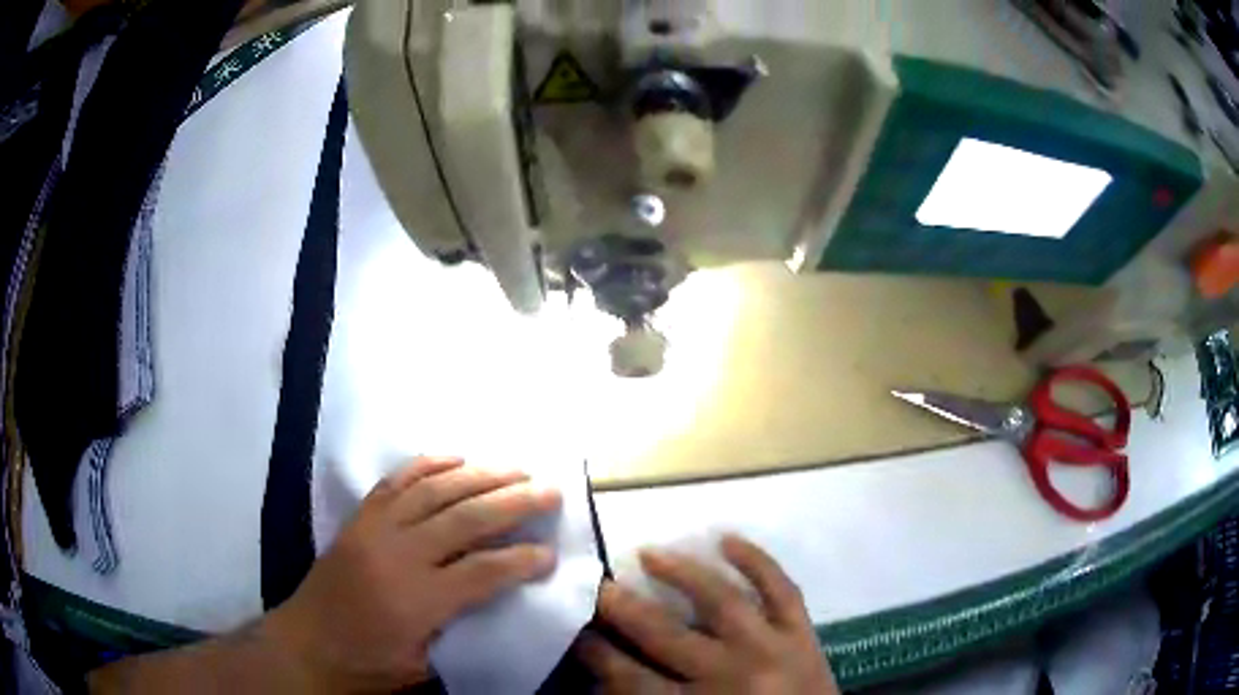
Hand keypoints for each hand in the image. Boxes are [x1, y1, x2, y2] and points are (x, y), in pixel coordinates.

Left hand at [264, 457, 561, 692]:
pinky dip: (427, 465)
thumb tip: (497, 600)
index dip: (522, 561)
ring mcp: (374, 530)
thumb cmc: (366, 667)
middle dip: (513, 502)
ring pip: (433, 491)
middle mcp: (397, 556)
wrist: (304, 646)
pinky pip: (395, 481)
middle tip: (550, 490)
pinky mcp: (358, 520)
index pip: (483, 572)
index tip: (551, 554)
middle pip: (464, 519)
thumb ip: (460, 631)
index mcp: (416, 602)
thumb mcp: (421, 669)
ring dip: (479, 475)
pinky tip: (454, 457)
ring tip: (515, 467)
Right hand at [580, 535, 837, 693]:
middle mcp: (730, 673)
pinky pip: (781, 589)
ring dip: (682, 572)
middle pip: (664, 634)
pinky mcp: (803, 633)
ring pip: (721, 600)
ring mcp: (771, 647)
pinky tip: (727, 539)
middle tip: (597, 584)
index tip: (576, 629)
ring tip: (650, 552)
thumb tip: (606, 674)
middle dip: (622, 607)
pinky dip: (756, 561)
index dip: (596, 651)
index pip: (630, 677)